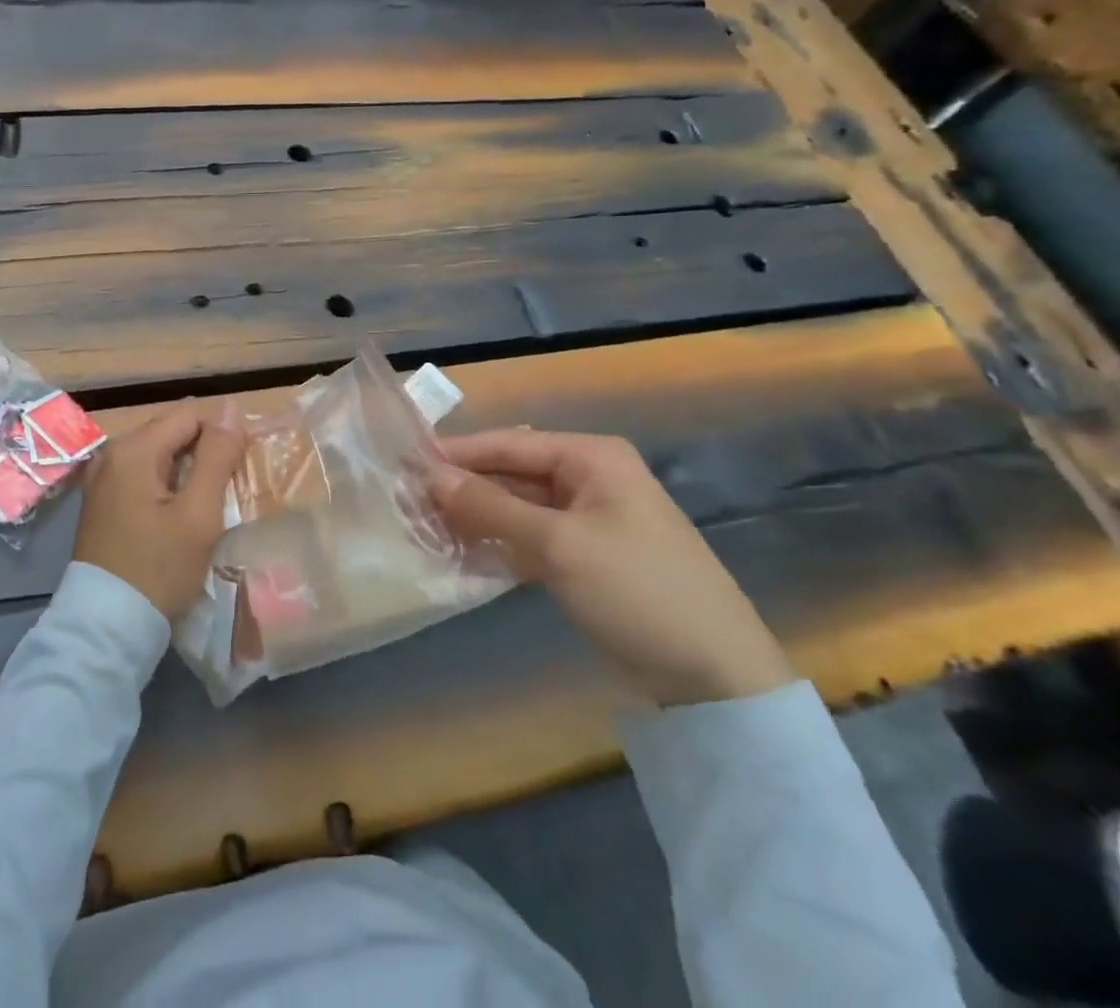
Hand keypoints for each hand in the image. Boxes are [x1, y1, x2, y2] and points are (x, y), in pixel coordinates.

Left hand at [72, 400, 245, 620]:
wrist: (106, 627)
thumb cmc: (158, 569)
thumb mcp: (198, 514)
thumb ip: (217, 456)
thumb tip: (232, 408)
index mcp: (133, 448)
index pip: (190, 413)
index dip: (222, 432)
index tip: (240, 468)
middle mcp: (111, 452)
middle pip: (172, 430)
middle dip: (204, 450)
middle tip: (227, 488)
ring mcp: (102, 475)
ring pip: (159, 452)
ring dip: (187, 468)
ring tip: (208, 502)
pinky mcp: (101, 498)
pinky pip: (143, 473)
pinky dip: (167, 483)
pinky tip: (180, 512)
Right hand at [429, 430, 793, 706]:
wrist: (716, 677)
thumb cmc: (636, 589)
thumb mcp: (557, 544)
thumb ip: (489, 506)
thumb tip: (430, 477)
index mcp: (591, 457)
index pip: (508, 443)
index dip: (456, 453)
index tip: (404, 463)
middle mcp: (590, 478)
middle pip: (511, 473)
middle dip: (463, 487)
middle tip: (408, 501)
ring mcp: (589, 519)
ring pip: (518, 507)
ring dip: (477, 517)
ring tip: (424, 527)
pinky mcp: (587, 557)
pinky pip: (531, 538)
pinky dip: (499, 544)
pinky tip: (462, 555)